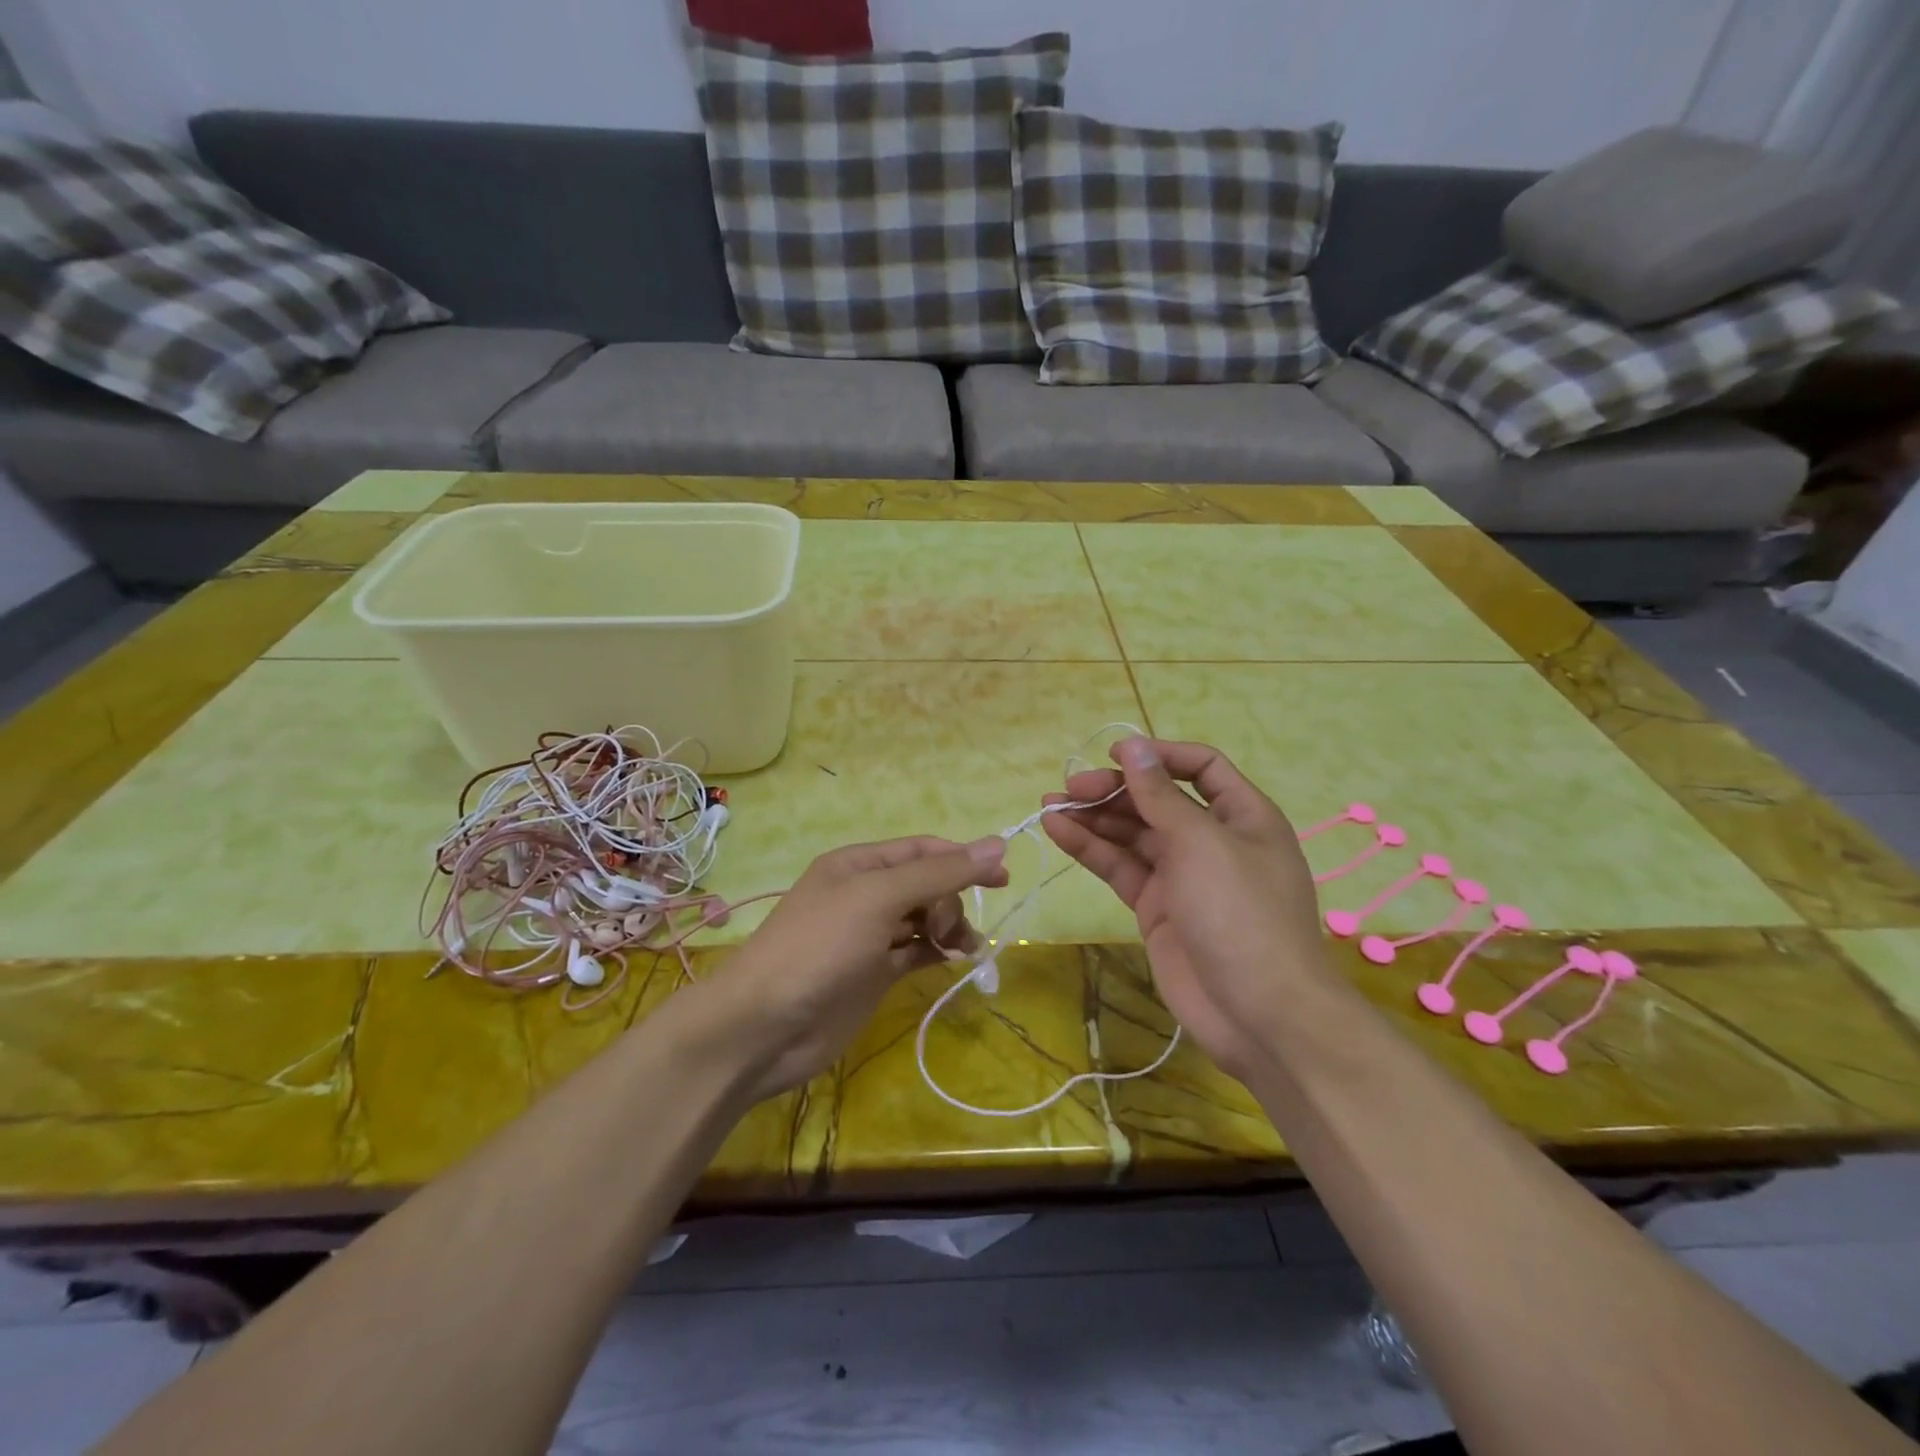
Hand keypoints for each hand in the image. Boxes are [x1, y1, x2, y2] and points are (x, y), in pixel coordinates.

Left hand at [701, 836, 1009, 1101]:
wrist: (764, 1027)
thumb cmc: (819, 948)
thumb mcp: (879, 898)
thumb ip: (939, 873)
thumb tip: (997, 844)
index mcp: (858, 864)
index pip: (922, 850)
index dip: (962, 858)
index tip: (1002, 877)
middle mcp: (864, 894)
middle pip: (927, 884)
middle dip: (949, 900)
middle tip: (947, 929)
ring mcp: (869, 936)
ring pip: (925, 919)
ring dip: (949, 927)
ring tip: (962, 948)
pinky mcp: (874, 974)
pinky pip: (917, 952)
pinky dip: (939, 952)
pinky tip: (955, 959)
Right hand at [1042, 738, 1328, 1080]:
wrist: (1259, 1013)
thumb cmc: (1240, 913)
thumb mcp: (1201, 843)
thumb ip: (1160, 796)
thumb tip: (1132, 747)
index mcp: (1242, 816)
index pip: (1200, 767)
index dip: (1158, 756)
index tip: (1113, 756)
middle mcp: (1212, 840)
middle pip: (1158, 800)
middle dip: (1115, 790)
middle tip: (1070, 789)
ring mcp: (1183, 876)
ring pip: (1133, 835)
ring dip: (1094, 818)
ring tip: (1050, 806)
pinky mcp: (1157, 908)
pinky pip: (1121, 868)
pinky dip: (1092, 850)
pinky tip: (1059, 832)